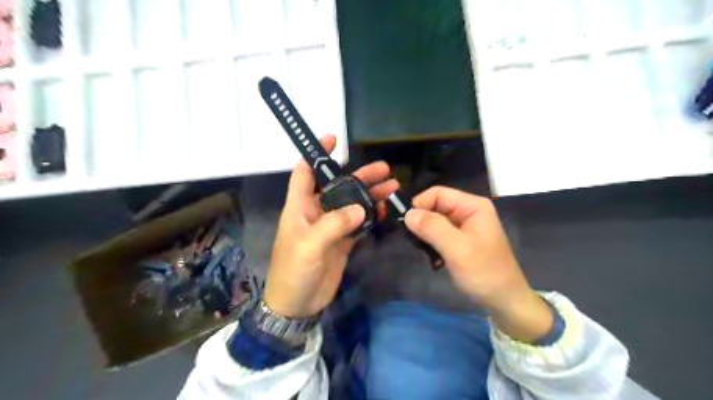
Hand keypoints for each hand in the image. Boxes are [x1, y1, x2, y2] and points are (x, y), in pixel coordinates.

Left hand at [263, 134, 398, 317]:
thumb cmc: (294, 272)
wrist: (297, 304)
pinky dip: (371, 215)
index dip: (316, 154)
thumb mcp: (309, 246)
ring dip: (370, 194)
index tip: (333, 139)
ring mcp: (331, 227)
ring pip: (352, 203)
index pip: (305, 172)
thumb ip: (334, 224)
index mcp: (300, 207)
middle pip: (338, 186)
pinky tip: (384, 209)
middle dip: (359, 175)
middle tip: (384, 168)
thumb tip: (361, 208)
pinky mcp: (342, 241)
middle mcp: (316, 212)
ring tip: (392, 185)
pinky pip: (359, 223)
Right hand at [406, 186, 549, 340]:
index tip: (406, 225)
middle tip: (414, 242)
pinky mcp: (462, 239)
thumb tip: (407, 214)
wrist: (504, 301)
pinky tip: (433, 257)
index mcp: (472, 206)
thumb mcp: (457, 249)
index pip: (437, 193)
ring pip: (435, 220)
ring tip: (423, 251)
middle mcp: (469, 211)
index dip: (419, 205)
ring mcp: (466, 225)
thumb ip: (432, 228)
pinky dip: (432, 243)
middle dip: (422, 221)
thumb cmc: (484, 273)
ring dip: (426, 234)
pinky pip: (439, 233)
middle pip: (435, 206)